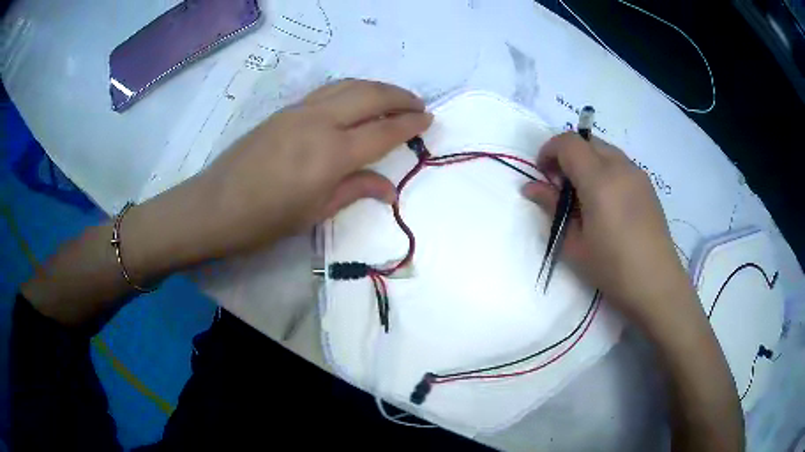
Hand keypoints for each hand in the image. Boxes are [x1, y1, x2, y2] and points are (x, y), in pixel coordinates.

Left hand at [159, 80, 431, 263]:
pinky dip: (352, 89)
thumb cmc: (265, 221)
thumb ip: (355, 190)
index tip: (428, 120)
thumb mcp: (315, 212)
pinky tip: (357, 99)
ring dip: (377, 87)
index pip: (383, 132)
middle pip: (371, 96)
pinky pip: (328, 90)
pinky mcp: (285, 110)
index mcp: (331, 154)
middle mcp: (320, 122)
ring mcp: (300, 110)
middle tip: (419, 104)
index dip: (409, 125)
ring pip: (349, 86)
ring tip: (394, 97)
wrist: (214, 206)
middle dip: (400, 97)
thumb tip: (389, 188)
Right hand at [522, 132, 694, 327]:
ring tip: (583, 196)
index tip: (543, 174)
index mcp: (600, 180)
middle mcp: (620, 167)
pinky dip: (604, 169)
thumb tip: (530, 187)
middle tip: (560, 186)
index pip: (568, 142)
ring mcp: (637, 173)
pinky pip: (619, 163)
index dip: (549, 151)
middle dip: (567, 155)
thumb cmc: (612, 268)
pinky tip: (605, 202)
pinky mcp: (647, 185)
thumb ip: (551, 207)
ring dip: (586, 161)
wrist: (656, 284)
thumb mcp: (574, 243)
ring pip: (604, 150)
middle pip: (587, 141)